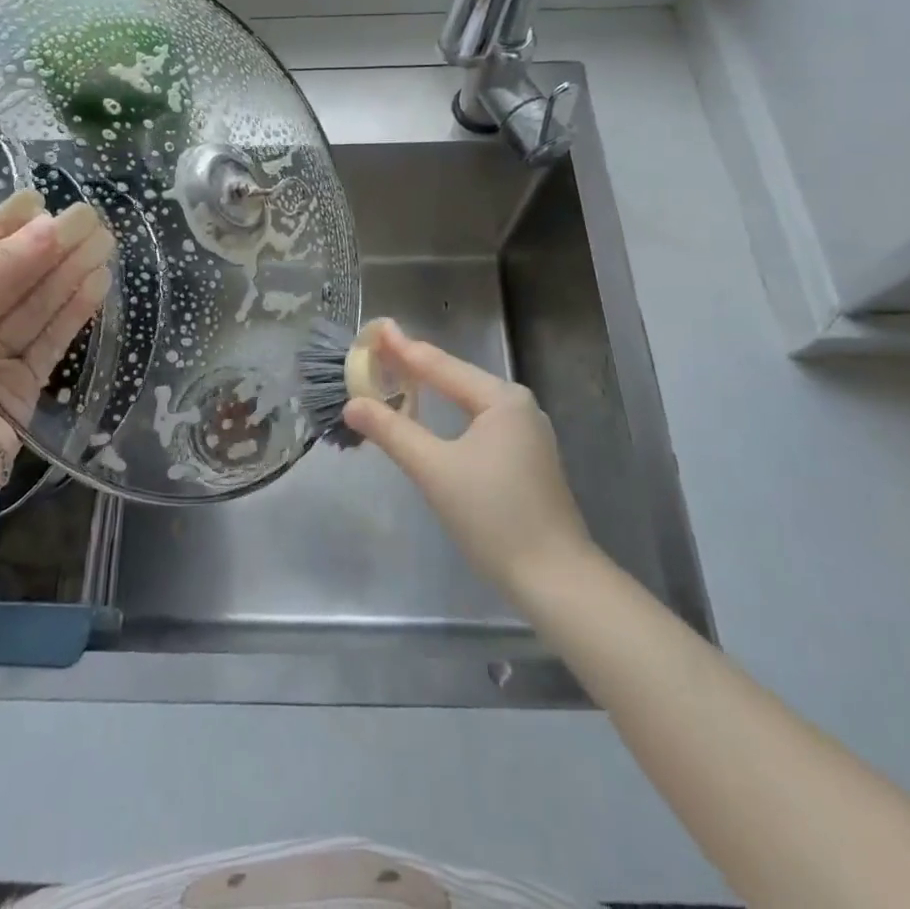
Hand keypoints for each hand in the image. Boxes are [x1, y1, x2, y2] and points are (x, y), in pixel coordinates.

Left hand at [0, 190, 113, 488]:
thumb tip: (46, 228)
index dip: (6, 225)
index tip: (39, 199)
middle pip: (15, 276)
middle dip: (50, 246)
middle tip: (90, 217)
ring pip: (39, 304)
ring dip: (70, 272)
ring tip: (104, 241)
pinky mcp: (24, 385)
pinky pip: (52, 338)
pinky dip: (75, 310)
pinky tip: (98, 281)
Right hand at [342, 319, 593, 594]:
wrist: (556, 582)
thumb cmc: (494, 518)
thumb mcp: (435, 470)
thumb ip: (392, 431)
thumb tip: (353, 405)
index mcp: (501, 399)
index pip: (440, 364)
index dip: (402, 347)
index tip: (375, 327)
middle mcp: (517, 406)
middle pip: (455, 377)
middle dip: (414, 366)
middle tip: (376, 353)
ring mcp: (526, 433)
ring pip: (467, 401)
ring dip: (431, 391)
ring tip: (395, 378)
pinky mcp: (526, 458)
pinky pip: (477, 421)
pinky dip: (448, 414)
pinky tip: (430, 417)